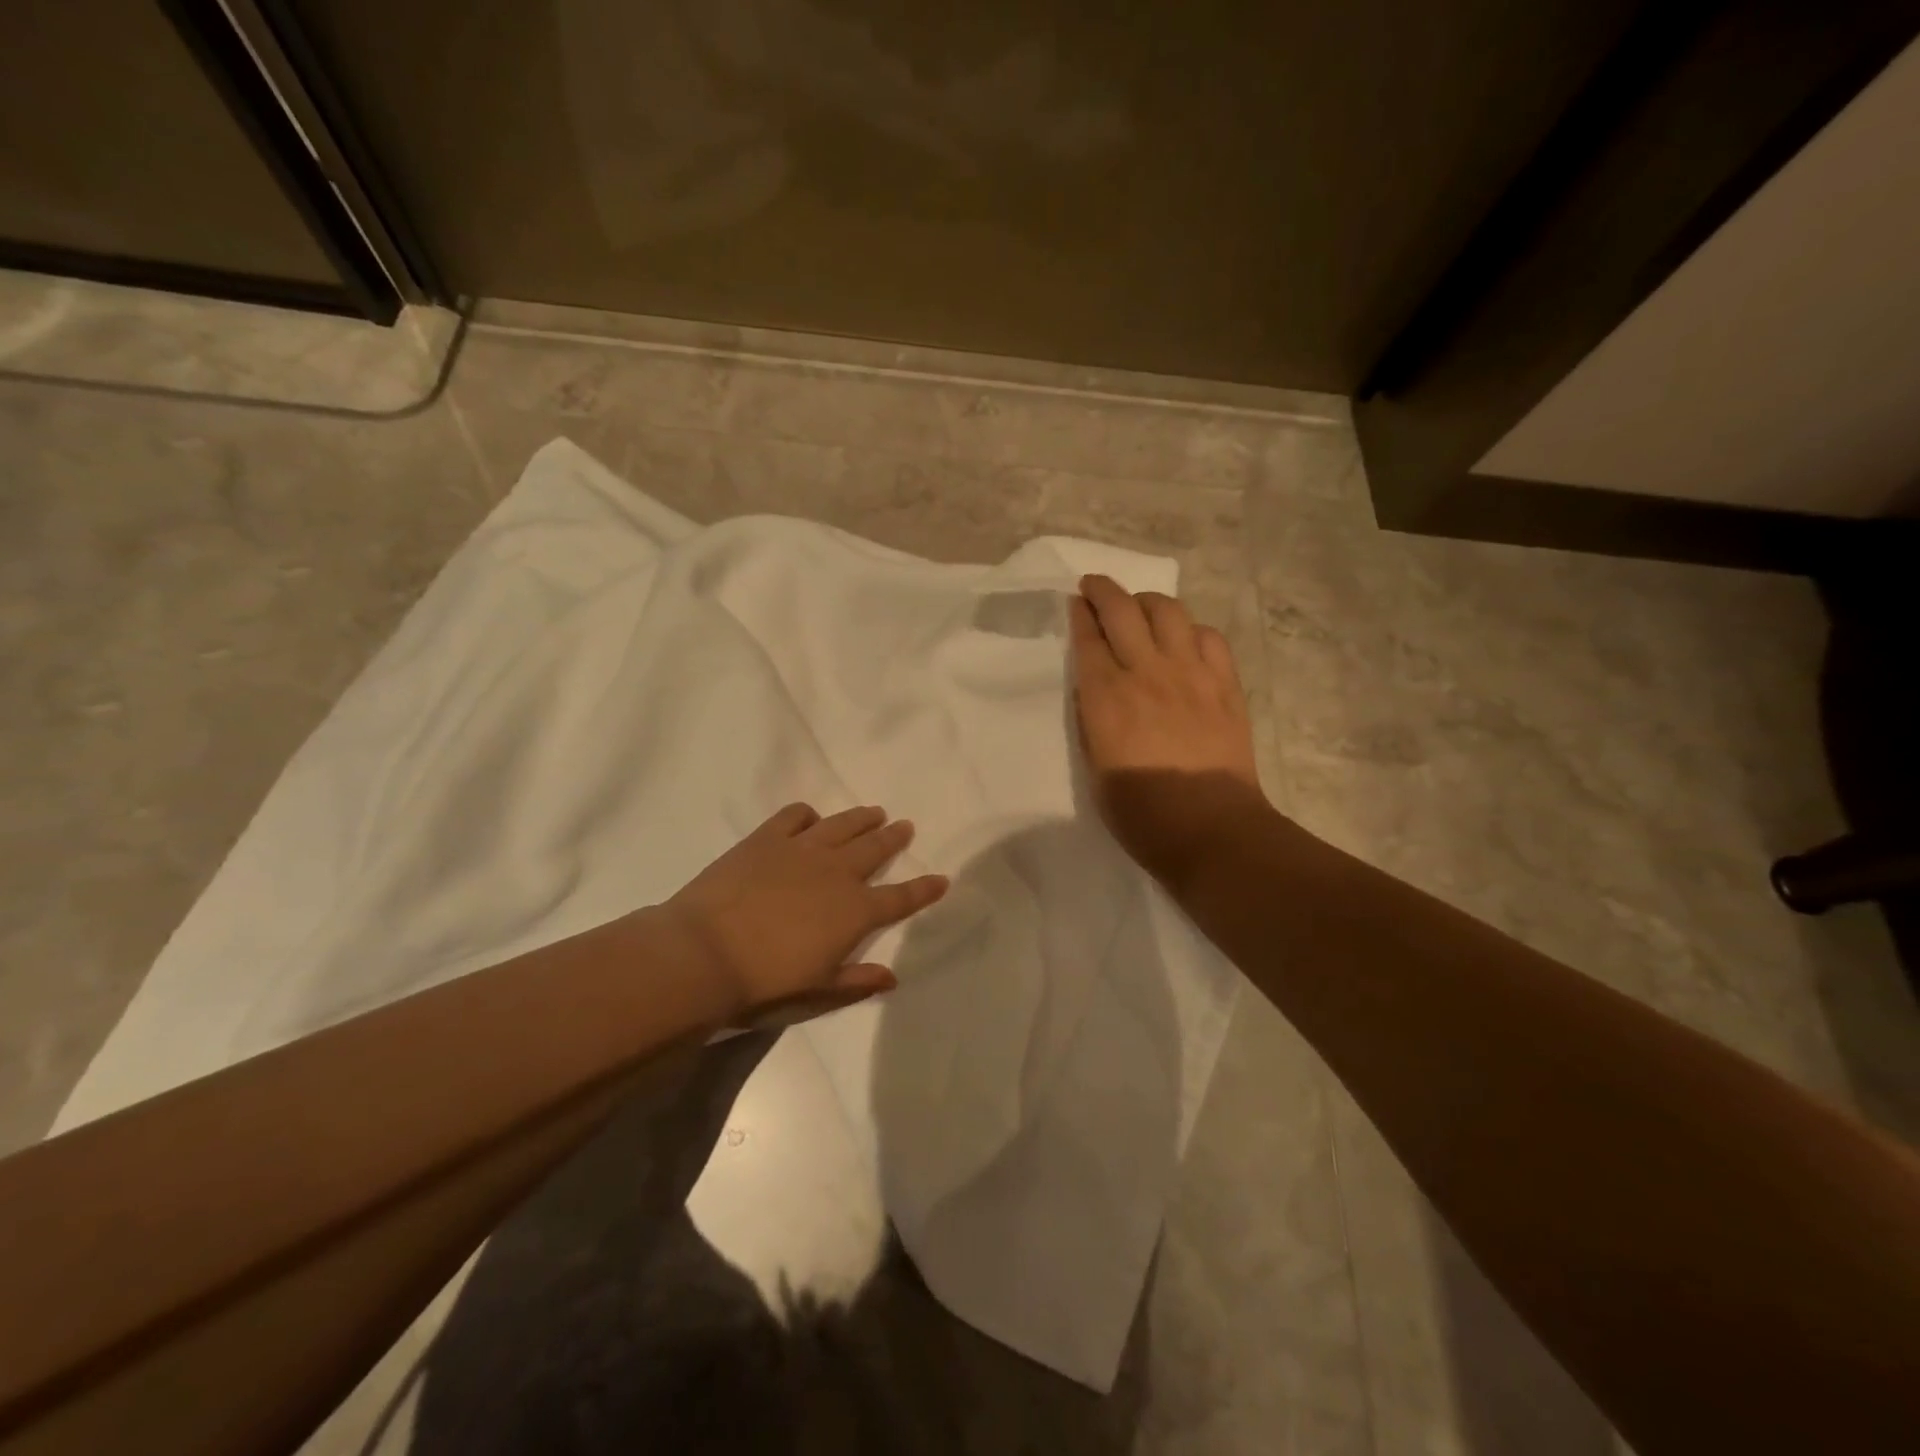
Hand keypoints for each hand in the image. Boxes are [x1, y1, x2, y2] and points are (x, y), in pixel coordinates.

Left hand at [658, 803, 948, 1026]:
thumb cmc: (763, 984)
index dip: (924, 889)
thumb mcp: (817, 993)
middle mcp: (837, 873)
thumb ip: (856, 982)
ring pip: (843, 825)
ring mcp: (802, 849)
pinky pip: (795, 816)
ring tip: (875, 812)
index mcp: (854, 912)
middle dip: (894, 838)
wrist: (704, 954)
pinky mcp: (767, 838)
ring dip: (862, 819)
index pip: (900, 898)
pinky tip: (810, 819)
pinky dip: (807, 815)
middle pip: (875, 848)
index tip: (942, 878)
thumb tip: (892, 978)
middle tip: (905, 826)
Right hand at [1071, 574, 1270, 887]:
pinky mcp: (1224, 683)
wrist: (1210, 828)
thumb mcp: (1094, 768)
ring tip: (1140, 608)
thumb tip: (1094, 689)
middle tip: (1094, 587)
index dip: (1079, 614)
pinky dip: (1191, 629)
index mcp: (1106, 697)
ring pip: (1168, 611)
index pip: (1088, 637)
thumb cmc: (1141, 812)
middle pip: (1123, 610)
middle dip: (1103, 590)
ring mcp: (1190, 673)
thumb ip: (1092, 720)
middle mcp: (1146, 672)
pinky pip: (1208, 636)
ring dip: (1147, 601)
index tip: (1075, 602)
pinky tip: (1185, 640)